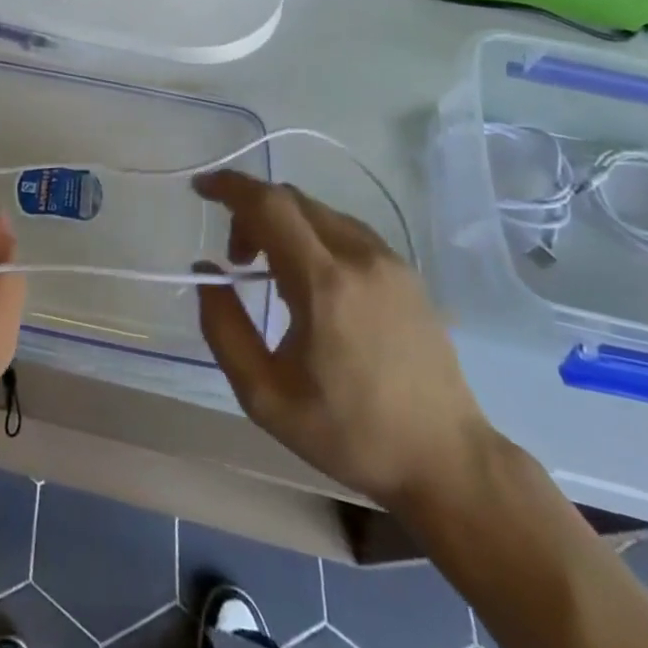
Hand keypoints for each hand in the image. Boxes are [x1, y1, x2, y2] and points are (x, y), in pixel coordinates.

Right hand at [194, 171, 493, 512]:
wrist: (447, 461)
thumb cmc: (349, 433)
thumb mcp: (265, 396)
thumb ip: (223, 328)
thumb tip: (205, 271)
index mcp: (323, 284)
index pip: (269, 206)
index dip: (230, 187)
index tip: (201, 187)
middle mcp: (359, 257)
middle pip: (292, 200)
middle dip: (251, 211)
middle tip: (235, 257)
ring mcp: (389, 262)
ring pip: (319, 212)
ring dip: (282, 222)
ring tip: (269, 270)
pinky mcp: (406, 273)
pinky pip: (346, 229)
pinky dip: (312, 233)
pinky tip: (310, 277)